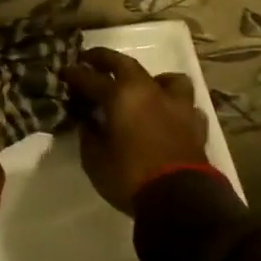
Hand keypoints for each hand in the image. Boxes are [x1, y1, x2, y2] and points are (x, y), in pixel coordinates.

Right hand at [60, 46, 212, 213]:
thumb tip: (89, 121)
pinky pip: (187, 107)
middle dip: (104, 59)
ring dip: (153, 80)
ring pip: (167, 79)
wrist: (181, 200)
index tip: (64, 70)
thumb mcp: (95, 160)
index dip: (75, 74)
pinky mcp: (196, 125)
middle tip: (91, 60)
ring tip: (145, 89)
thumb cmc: (131, 177)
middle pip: (124, 64)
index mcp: (121, 96)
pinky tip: (170, 117)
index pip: (91, 78)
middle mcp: (149, 91)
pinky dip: (176, 107)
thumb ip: (89, 135)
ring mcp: (176, 106)